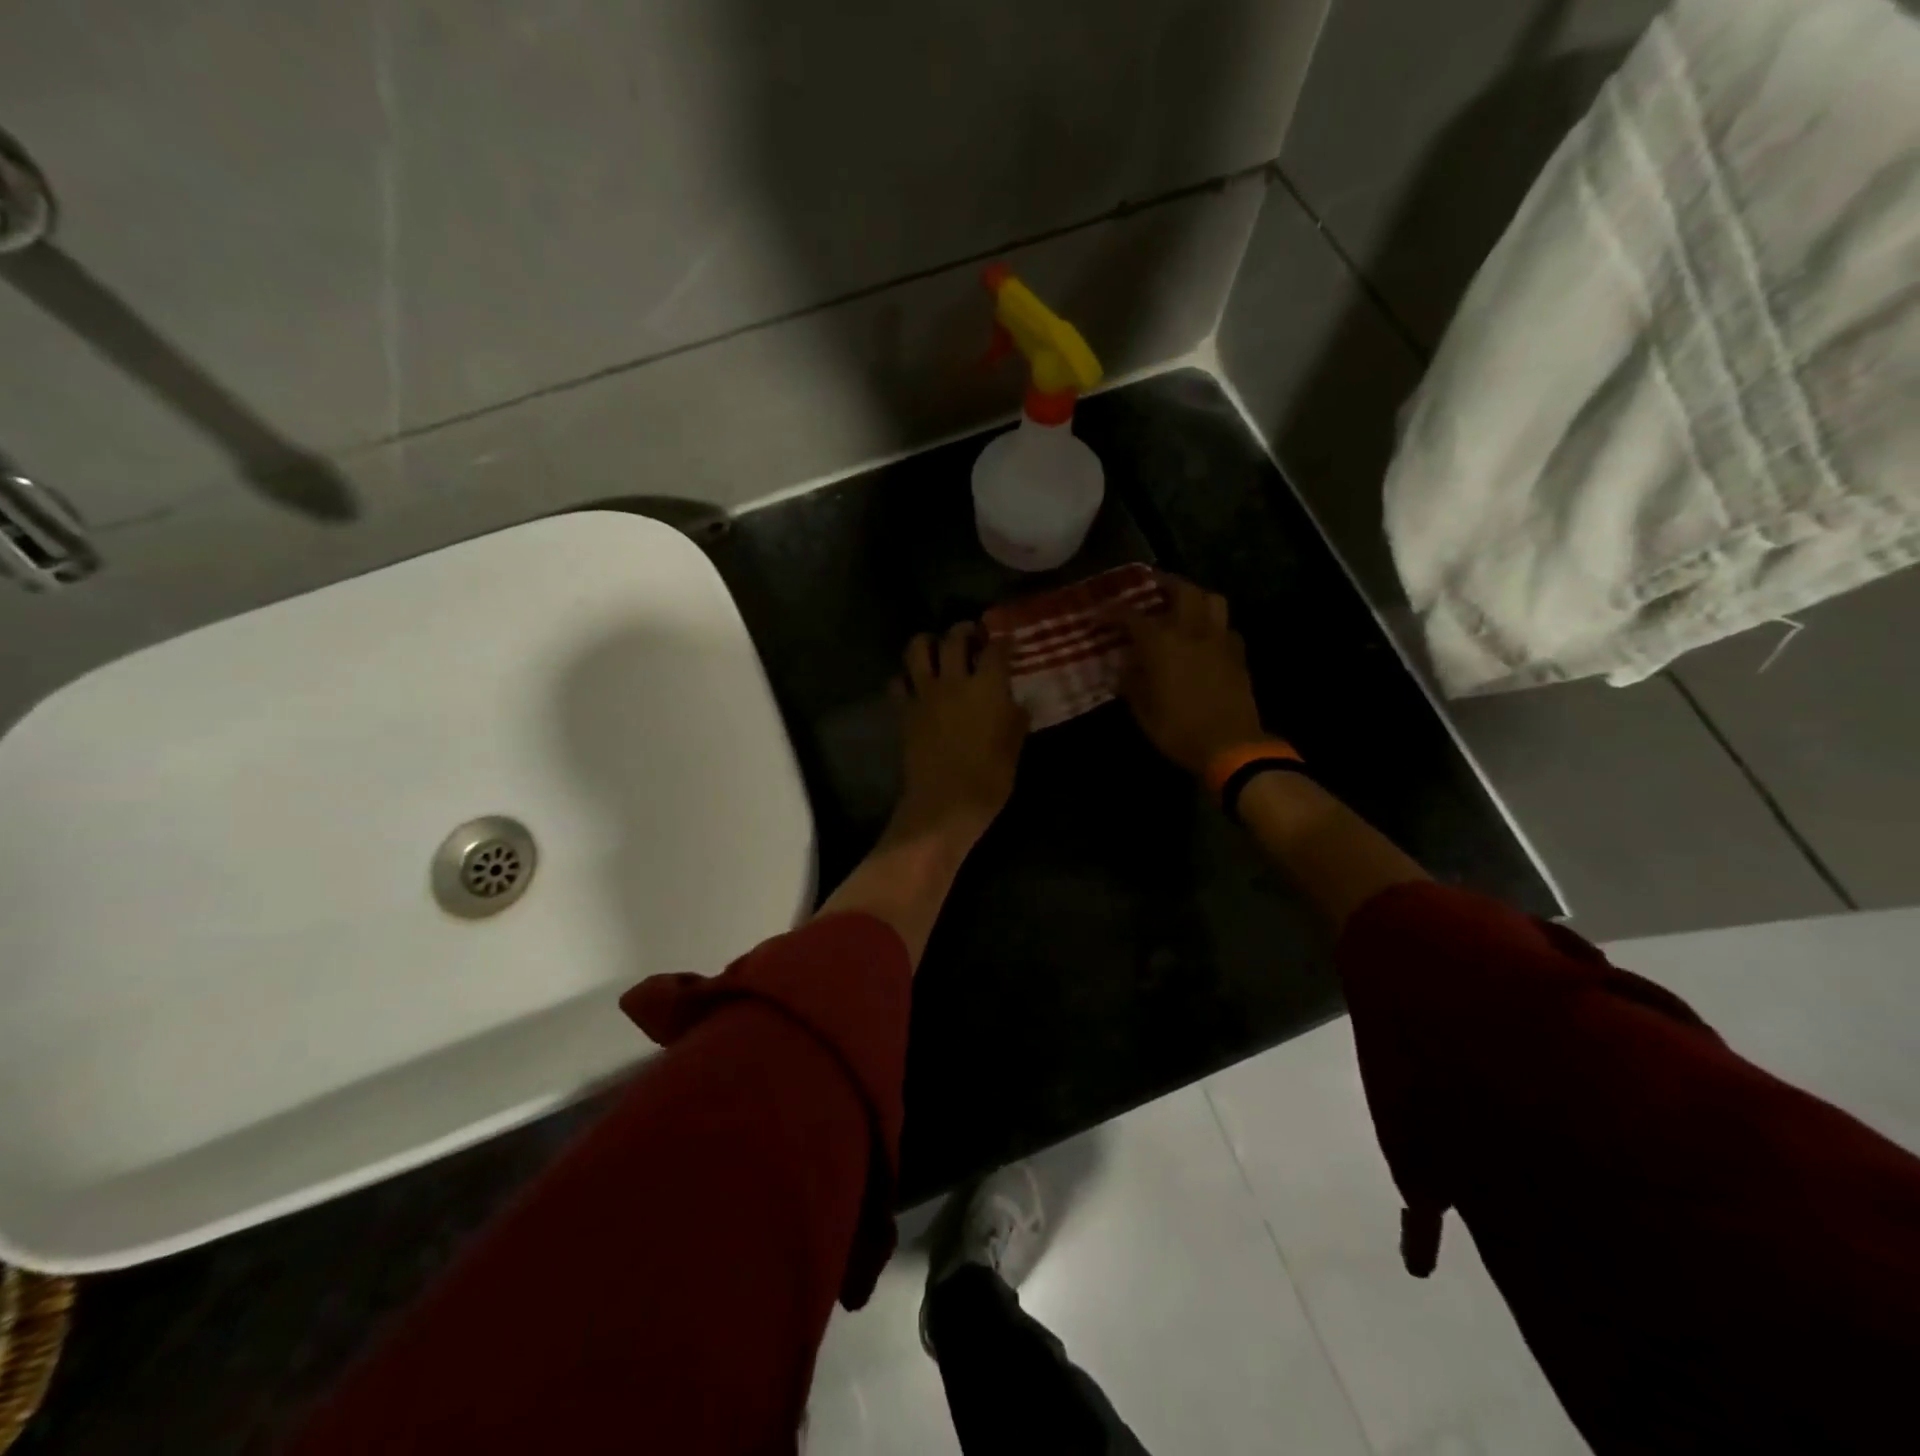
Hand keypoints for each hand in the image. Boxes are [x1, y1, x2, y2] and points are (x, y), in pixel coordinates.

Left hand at [890, 622, 1028, 845]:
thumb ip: (1016, 719)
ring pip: (917, 649)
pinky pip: (898, 683)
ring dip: (927, 642)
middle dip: (964, 630)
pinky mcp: (905, 711)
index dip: (1004, 642)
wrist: (944, 804)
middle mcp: (954, 681)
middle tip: (972, 635)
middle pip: (954, 638)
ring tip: (937, 647)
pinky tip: (915, 684)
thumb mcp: (1014, 748)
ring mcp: (925, 694)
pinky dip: (905, 678)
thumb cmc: (989, 779)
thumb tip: (1017, 703)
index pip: (997, 649)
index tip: (1008, 642)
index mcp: (987, 687)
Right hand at [1111, 574, 1265, 776]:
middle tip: (1149, 585)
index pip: (1131, 616)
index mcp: (1162, 643)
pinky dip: (1211, 623)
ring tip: (1180, 603)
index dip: (1112, 612)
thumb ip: (1131, 682)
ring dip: (1194, 595)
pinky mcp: (1238, 654)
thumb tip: (1124, 667)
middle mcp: (1191, 631)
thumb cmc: (1178, 729)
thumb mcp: (1142, 710)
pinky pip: (1225, 626)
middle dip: (1163, 583)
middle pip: (1181, 590)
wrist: (1230, 746)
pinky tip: (1202, 636)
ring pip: (1211, 599)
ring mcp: (1219, 640)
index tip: (1098, 615)